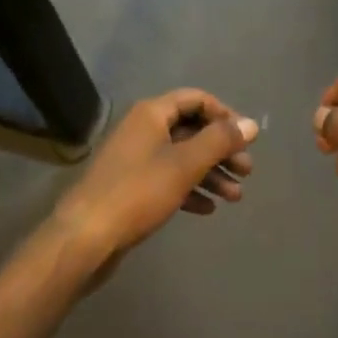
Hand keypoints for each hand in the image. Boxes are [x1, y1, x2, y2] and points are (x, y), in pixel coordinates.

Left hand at [54, 90, 257, 267]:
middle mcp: (143, 129)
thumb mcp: (185, 164)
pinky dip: (190, 190)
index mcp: (152, 114)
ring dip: (210, 174)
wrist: (86, 237)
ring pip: (182, 158)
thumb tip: (251, 124)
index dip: (224, 115)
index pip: (196, 99)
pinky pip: (168, 180)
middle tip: (247, 171)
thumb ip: (220, 141)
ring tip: (236, 197)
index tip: (247, 138)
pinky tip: (208, 209)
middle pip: (191, 130)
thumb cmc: (138, 192)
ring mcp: (135, 159)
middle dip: (221, 149)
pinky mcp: (131, 187)